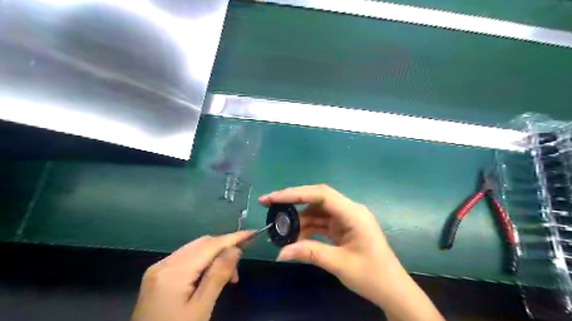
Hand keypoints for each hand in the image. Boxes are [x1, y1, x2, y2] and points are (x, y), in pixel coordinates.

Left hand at [134, 231, 252, 320]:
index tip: (252, 233)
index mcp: (173, 272)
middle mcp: (164, 263)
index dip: (232, 238)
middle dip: (224, 248)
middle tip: (239, 266)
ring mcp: (158, 268)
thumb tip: (235, 249)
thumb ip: (218, 275)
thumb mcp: (201, 308)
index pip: (210, 246)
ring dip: (215, 255)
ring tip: (228, 276)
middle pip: (202, 244)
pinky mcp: (158, 275)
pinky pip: (186, 258)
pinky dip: (202, 261)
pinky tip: (210, 276)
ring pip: (195, 249)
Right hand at [258, 186, 441, 320]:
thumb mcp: (339, 264)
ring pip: (317, 211)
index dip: (295, 193)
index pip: (321, 194)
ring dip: (299, 219)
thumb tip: (280, 253)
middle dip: (293, 201)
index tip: (273, 198)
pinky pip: (322, 222)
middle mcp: (349, 210)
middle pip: (317, 198)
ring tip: (281, 229)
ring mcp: (346, 219)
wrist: (393, 290)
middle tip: (269, 205)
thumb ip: (310, 253)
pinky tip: (295, 237)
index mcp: (353, 213)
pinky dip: (308, 228)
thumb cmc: (372, 276)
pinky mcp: (343, 228)